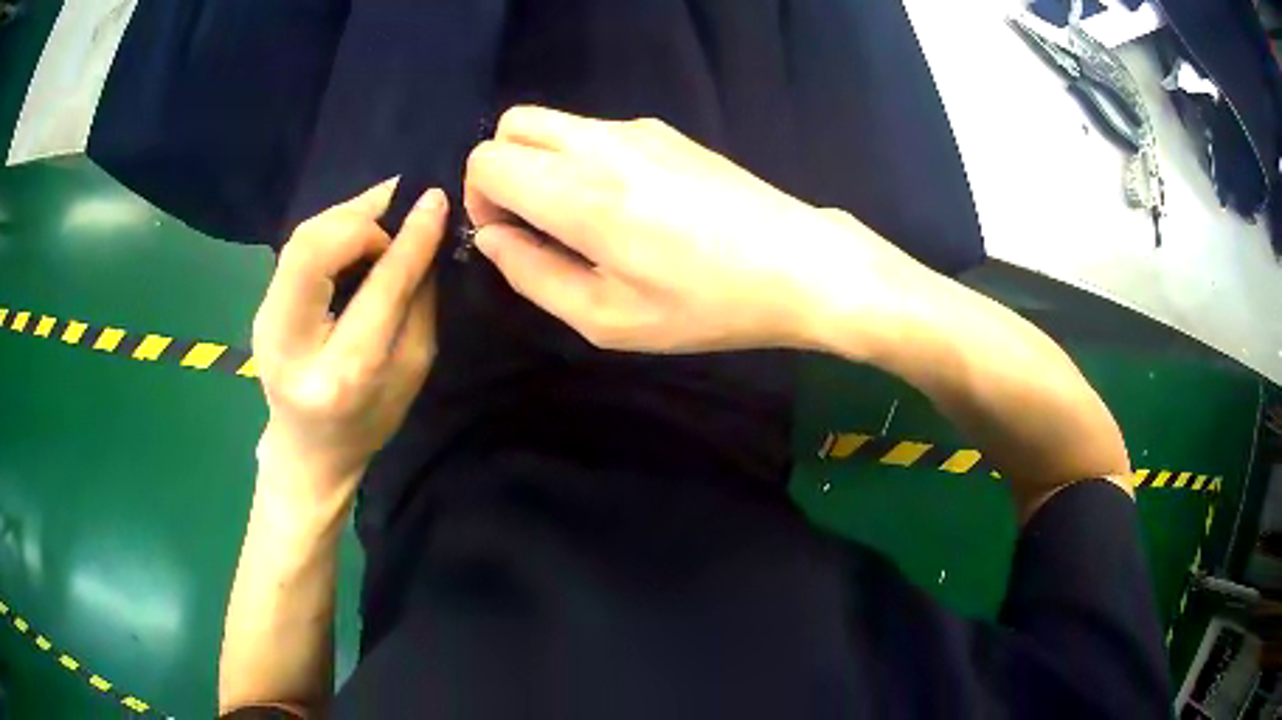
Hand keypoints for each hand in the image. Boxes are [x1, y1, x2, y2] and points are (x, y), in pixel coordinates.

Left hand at [251, 179, 448, 498]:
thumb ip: (417, 301)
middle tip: (398, 215)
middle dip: (362, 218)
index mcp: (342, 375)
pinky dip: (331, 230)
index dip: (408, 240)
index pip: (377, 290)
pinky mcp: (261, 308)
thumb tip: (424, 233)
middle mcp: (290, 345)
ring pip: (301, 240)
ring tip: (381, 218)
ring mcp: (266, 323)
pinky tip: (355, 232)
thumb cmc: (369, 421)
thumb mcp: (411, 371)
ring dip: (346, 217)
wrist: (307, 452)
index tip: (435, 201)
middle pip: (313, 249)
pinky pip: (297, 248)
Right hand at [464, 106, 922, 353]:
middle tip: (532, 220)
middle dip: (503, 169)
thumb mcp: (608, 319)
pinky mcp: (666, 130)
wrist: (799, 265)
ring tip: (582, 218)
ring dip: (542, 162)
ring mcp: (638, 128)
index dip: (480, 199)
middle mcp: (601, 143)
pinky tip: (626, 203)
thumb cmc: (706, 305)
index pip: (488, 160)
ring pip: (553, 122)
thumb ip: (533, 275)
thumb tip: (493, 238)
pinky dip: (581, 157)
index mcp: (580, 192)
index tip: (509, 237)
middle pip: (513, 124)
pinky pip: (595, 130)